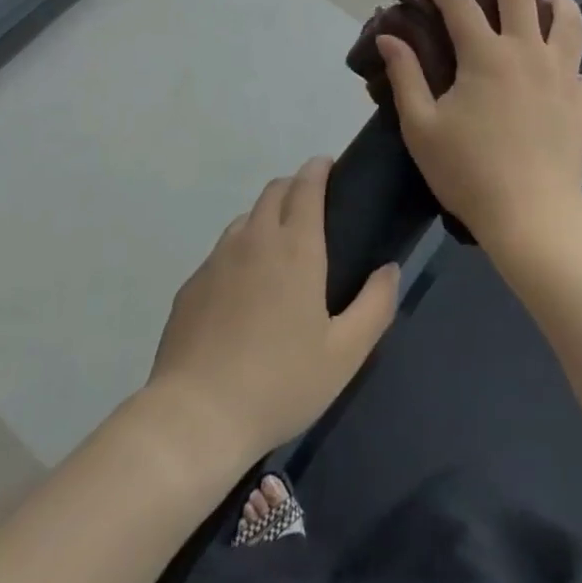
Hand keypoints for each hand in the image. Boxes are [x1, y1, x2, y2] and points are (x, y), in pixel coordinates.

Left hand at [146, 158, 399, 464]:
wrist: (196, 416)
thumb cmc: (280, 383)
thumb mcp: (345, 354)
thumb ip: (375, 305)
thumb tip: (389, 269)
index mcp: (295, 248)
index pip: (305, 186)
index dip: (318, 169)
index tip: (328, 166)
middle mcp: (254, 239)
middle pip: (274, 191)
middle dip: (295, 186)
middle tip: (313, 206)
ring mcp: (217, 259)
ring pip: (246, 218)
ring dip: (267, 216)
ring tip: (280, 247)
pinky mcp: (192, 284)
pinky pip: (223, 250)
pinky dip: (241, 249)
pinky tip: (245, 288)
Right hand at [376, 0, 581, 256]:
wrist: (532, 217)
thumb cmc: (469, 172)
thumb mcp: (421, 126)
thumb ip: (404, 76)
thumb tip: (388, 36)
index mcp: (486, 56)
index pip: (459, 4)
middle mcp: (528, 52)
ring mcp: (563, 74)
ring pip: (568, 20)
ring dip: (555, 0)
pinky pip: (579, 67)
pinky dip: (568, 60)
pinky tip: (558, 70)